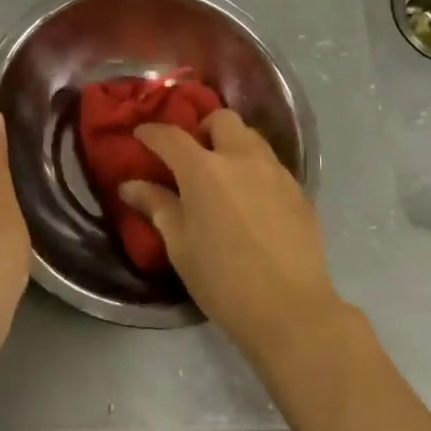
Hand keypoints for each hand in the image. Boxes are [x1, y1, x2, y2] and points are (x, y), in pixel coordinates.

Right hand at [119, 110, 343, 362]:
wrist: (291, 310)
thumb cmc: (223, 280)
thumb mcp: (179, 245)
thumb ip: (156, 206)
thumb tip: (131, 185)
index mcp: (203, 169)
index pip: (170, 136)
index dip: (151, 133)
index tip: (140, 136)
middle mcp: (241, 158)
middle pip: (221, 120)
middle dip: (202, 128)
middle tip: (192, 155)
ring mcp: (275, 171)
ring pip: (251, 137)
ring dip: (231, 144)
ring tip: (223, 174)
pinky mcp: (299, 190)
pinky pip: (271, 164)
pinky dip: (254, 168)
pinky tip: (250, 199)